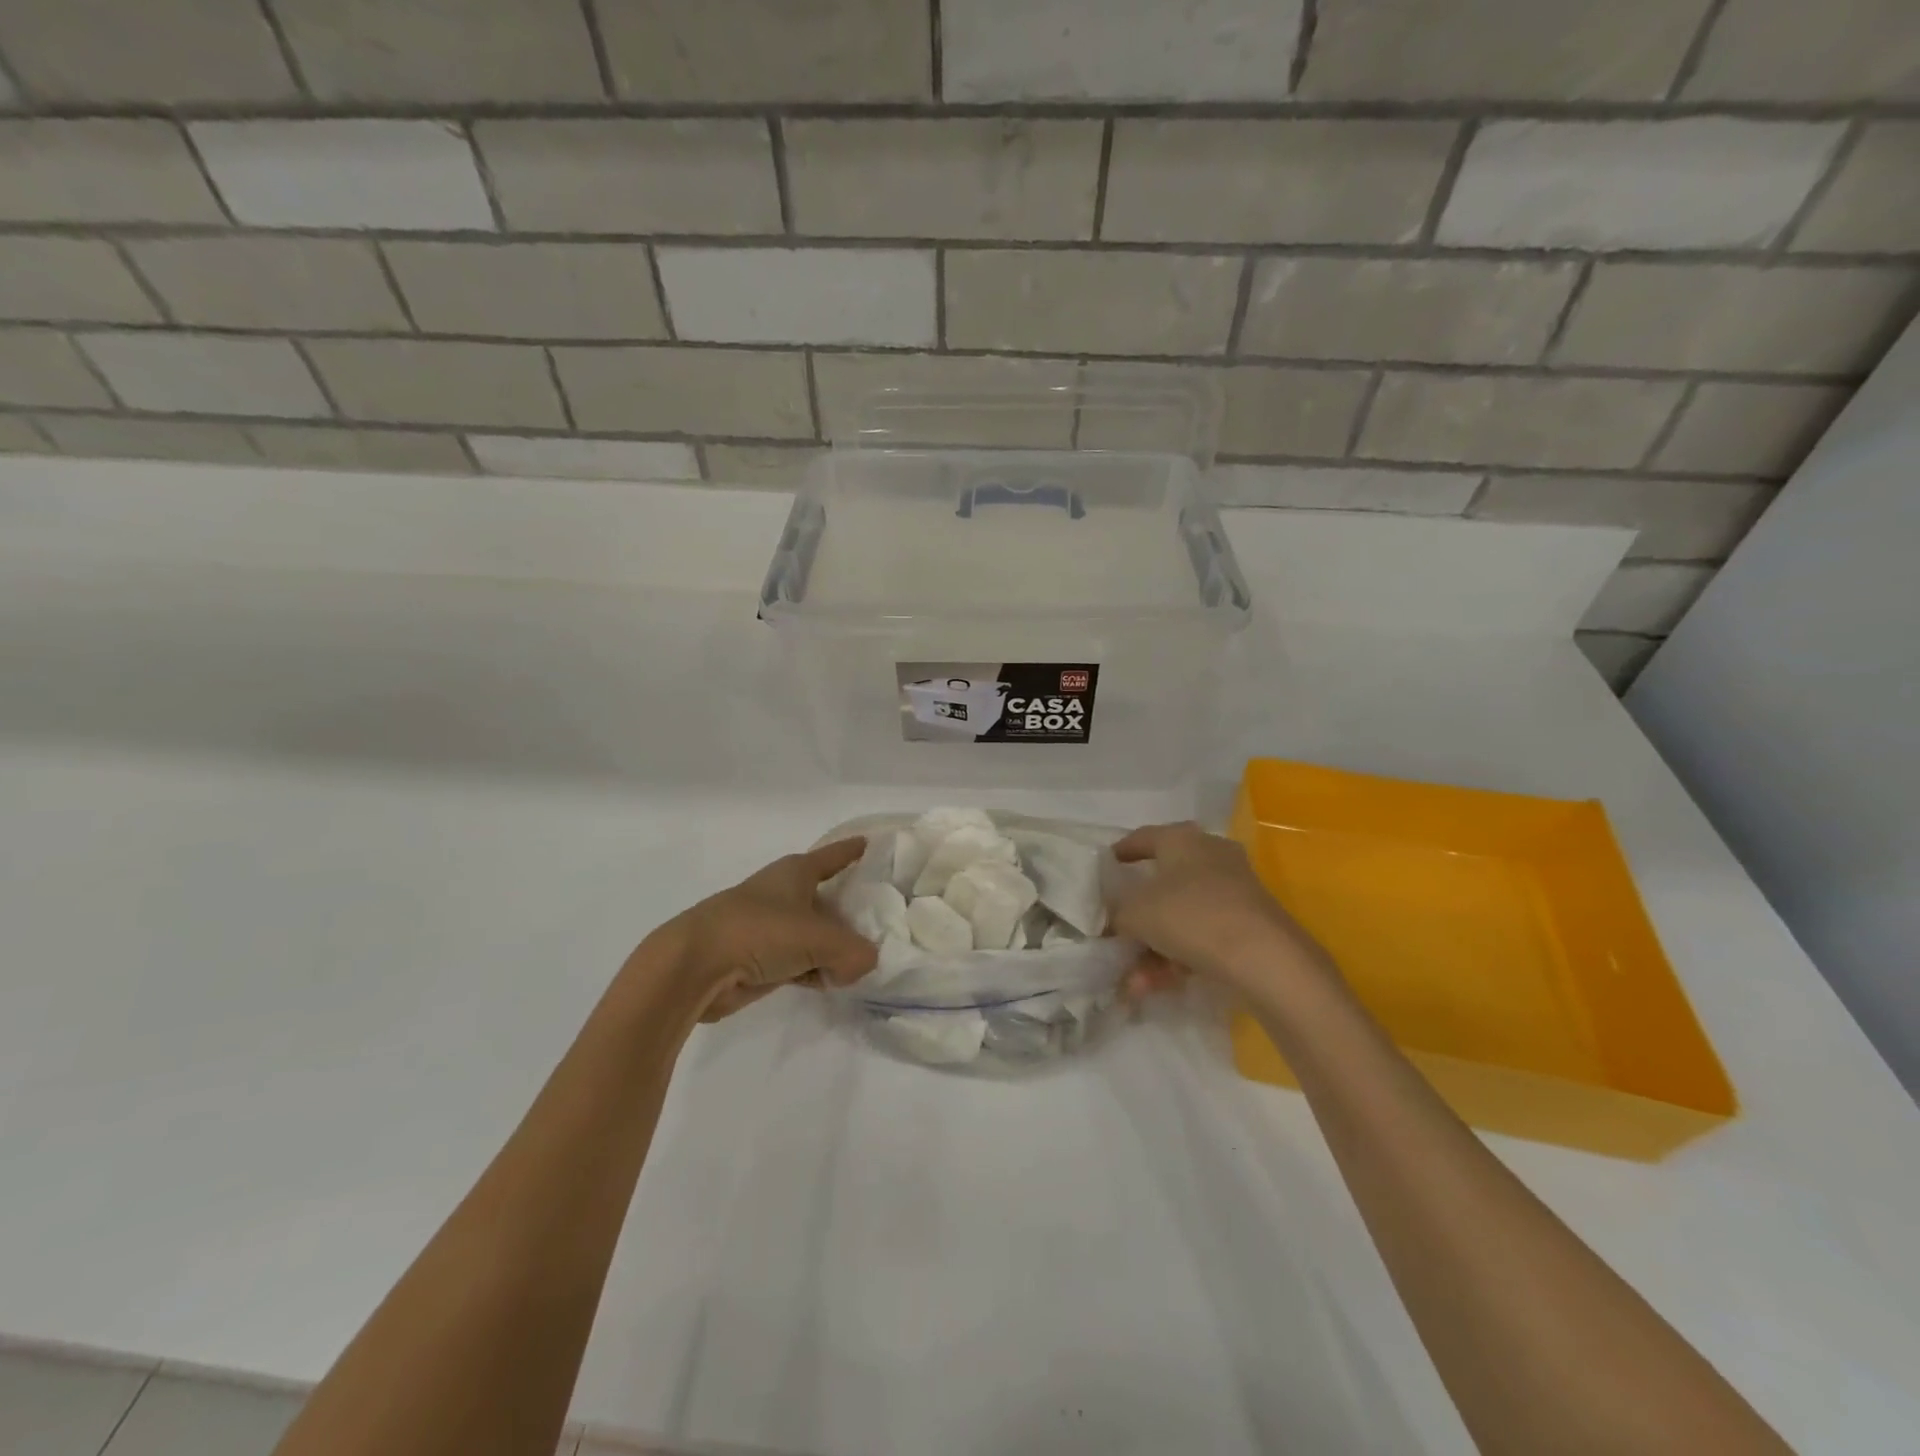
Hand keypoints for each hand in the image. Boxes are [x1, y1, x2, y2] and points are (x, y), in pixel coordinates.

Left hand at [645, 837, 878, 1021]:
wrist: (695, 967)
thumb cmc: (759, 932)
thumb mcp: (820, 939)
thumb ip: (854, 952)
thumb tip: (862, 964)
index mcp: (796, 873)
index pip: (833, 856)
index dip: (853, 851)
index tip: (870, 844)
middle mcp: (783, 894)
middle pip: (828, 899)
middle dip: (851, 910)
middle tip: (885, 921)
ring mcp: (770, 928)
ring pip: (814, 934)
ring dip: (834, 947)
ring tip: (864, 960)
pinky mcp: (759, 959)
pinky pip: (799, 961)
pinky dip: (815, 969)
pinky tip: (833, 982)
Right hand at [1109, 822, 1331, 1001]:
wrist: (1266, 959)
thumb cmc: (1192, 916)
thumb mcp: (1136, 912)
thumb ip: (1116, 912)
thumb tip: (1113, 918)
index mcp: (1182, 839)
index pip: (1143, 838)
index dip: (1120, 853)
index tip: (1104, 868)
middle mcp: (1210, 857)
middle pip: (1162, 883)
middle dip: (1136, 917)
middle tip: (1115, 934)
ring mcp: (1233, 891)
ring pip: (1180, 917)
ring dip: (1152, 949)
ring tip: (1133, 984)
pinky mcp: (1248, 924)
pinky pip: (1201, 937)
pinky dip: (1177, 959)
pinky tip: (1155, 987)